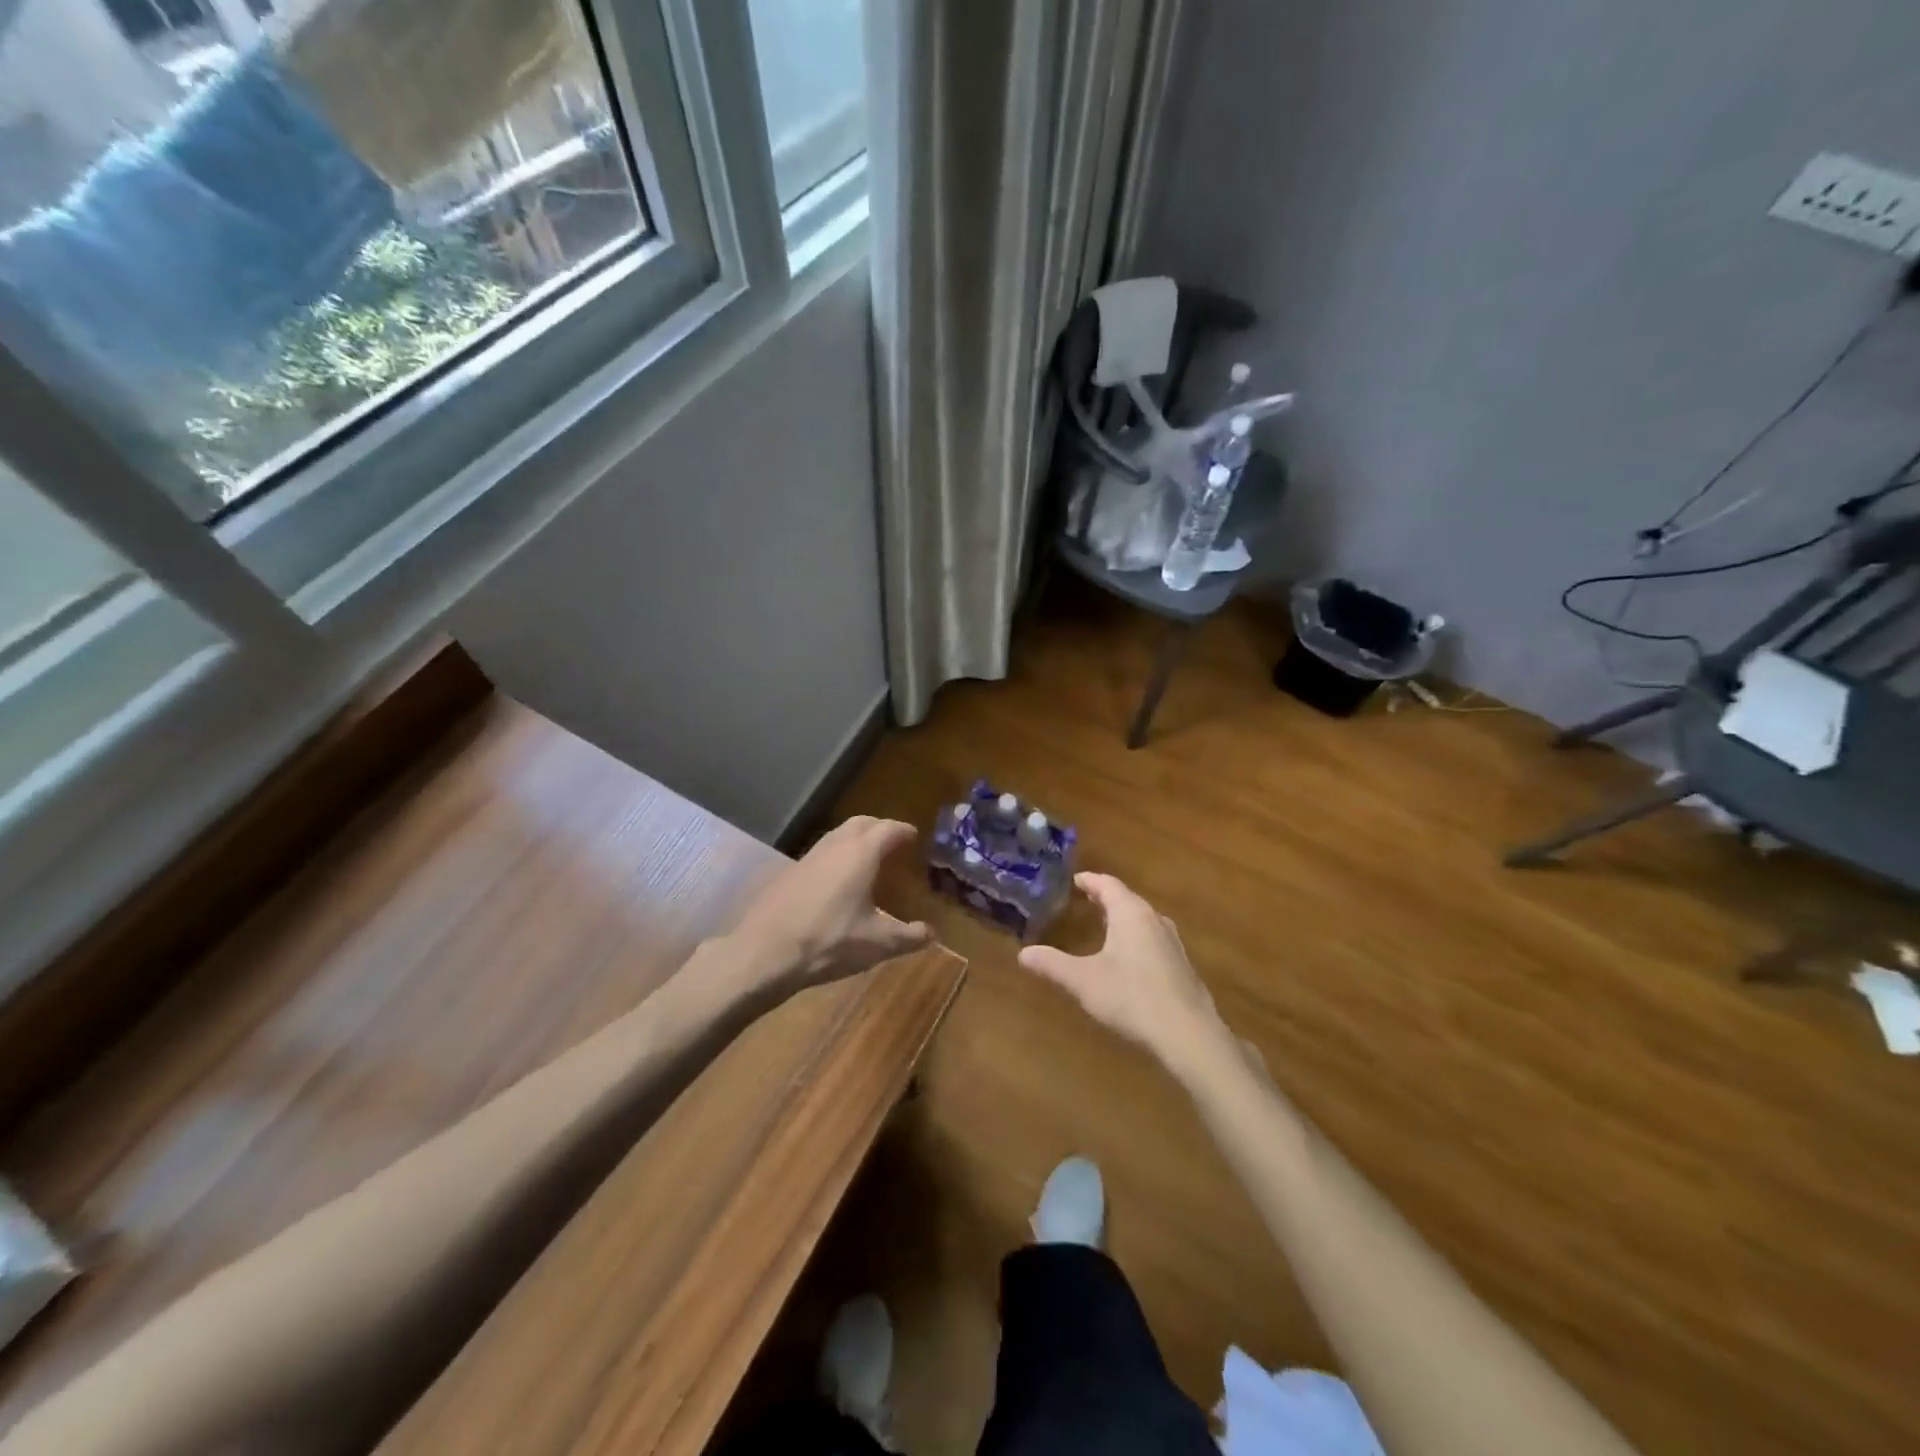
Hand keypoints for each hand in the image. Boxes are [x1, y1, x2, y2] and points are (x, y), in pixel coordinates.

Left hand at [729, 816, 932, 996]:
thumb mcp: (876, 944)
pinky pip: (821, 853)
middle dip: (879, 827)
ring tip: (868, 858)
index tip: (914, 836)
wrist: (764, 953)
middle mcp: (835, 846)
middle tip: (893, 841)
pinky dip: (836, 855)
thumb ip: (908, 937)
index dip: (903, 830)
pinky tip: (837, 880)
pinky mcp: (788, 873)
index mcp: (860, 854)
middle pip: (861, 823)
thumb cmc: (829, 942)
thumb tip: (931, 934)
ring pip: (837, 835)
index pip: (888, 829)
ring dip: (855, 839)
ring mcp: (808, 857)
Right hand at [1018, 873, 1229, 1073]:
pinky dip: (1136, 936)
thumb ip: (1053, 964)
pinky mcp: (1182, 964)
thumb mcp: (1083, 981)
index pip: (1108, 884)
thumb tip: (1023, 954)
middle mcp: (1154, 919)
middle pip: (1127, 899)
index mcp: (1130, 913)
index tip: (1075, 880)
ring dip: (1123, 917)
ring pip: (1143, 918)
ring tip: (1105, 924)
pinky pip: (1153, 938)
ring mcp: (1172, 942)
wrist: (1188, 1033)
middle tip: (1085, 899)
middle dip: (1105, 897)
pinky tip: (1129, 956)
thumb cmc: (1131, 997)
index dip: (1090, 880)